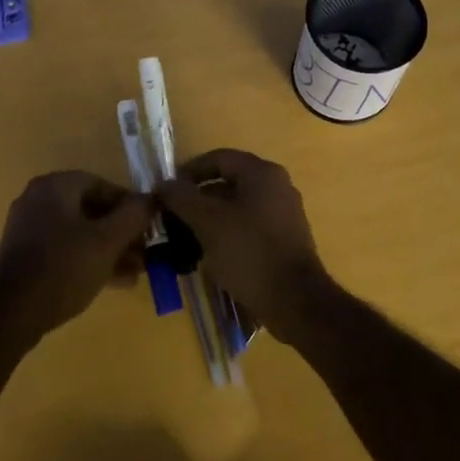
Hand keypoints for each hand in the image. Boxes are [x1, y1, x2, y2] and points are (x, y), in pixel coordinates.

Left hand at [0, 171, 152, 347]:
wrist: (9, 315)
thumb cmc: (62, 269)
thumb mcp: (106, 241)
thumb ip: (134, 216)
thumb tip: (151, 199)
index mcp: (54, 187)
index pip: (102, 184)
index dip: (130, 204)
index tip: (149, 226)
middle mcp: (38, 200)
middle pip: (91, 209)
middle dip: (121, 232)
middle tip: (145, 252)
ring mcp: (28, 228)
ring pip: (79, 232)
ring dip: (109, 249)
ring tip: (136, 271)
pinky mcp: (24, 255)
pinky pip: (64, 249)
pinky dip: (88, 259)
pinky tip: (113, 282)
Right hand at [156, 149, 336, 343]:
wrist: (296, 301)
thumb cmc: (249, 252)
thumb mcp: (208, 222)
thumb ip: (182, 198)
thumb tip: (163, 184)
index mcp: (262, 173)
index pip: (218, 158)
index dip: (189, 171)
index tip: (166, 191)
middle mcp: (277, 186)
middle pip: (228, 182)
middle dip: (197, 198)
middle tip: (173, 216)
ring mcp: (284, 213)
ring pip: (238, 206)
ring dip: (210, 217)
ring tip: (185, 236)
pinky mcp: (285, 238)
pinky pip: (249, 225)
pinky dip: (227, 232)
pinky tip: (210, 252)